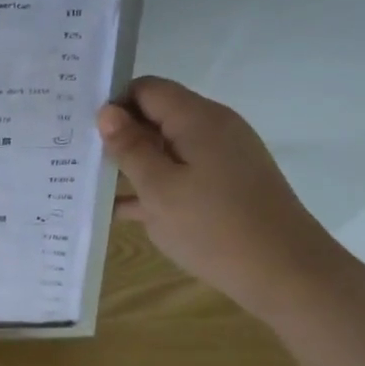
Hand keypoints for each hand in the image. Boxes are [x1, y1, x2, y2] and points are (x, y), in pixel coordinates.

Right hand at [98, 76, 350, 321]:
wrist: (288, 276)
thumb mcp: (159, 189)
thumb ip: (130, 148)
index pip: (146, 89)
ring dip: (131, 163)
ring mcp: (221, 159)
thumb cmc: (216, 228)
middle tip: (76, 154)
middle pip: (156, 116)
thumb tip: (106, 111)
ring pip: (165, 148)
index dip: (113, 103)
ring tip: (88, 180)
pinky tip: (117, 209)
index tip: (80, 128)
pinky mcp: (225, 186)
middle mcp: (212, 129)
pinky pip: (180, 174)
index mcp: (197, 119)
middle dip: (118, 133)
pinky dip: (152, 185)